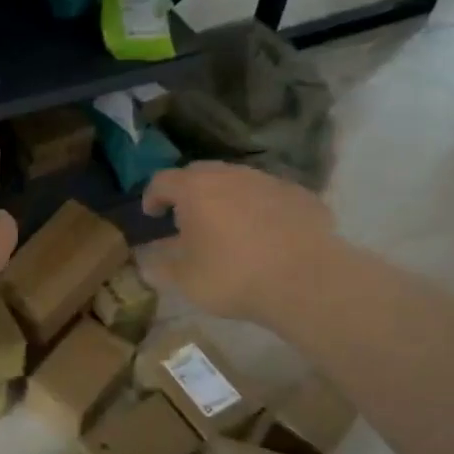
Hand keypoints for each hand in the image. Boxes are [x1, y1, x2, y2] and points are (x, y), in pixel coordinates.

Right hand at [142, 162, 335, 321]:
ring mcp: (268, 181)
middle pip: (200, 173)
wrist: (306, 280)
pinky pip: (269, 196)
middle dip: (188, 192)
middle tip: (186, 217)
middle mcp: (231, 175)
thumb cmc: (233, 276)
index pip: (163, 181)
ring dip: (225, 198)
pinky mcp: (300, 195)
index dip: (152, 196)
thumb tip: (147, 261)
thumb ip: (161, 266)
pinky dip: (259, 208)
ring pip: (237, 181)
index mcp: (196, 190)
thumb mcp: (186, 280)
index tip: (152, 214)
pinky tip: (264, 234)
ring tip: (226, 226)